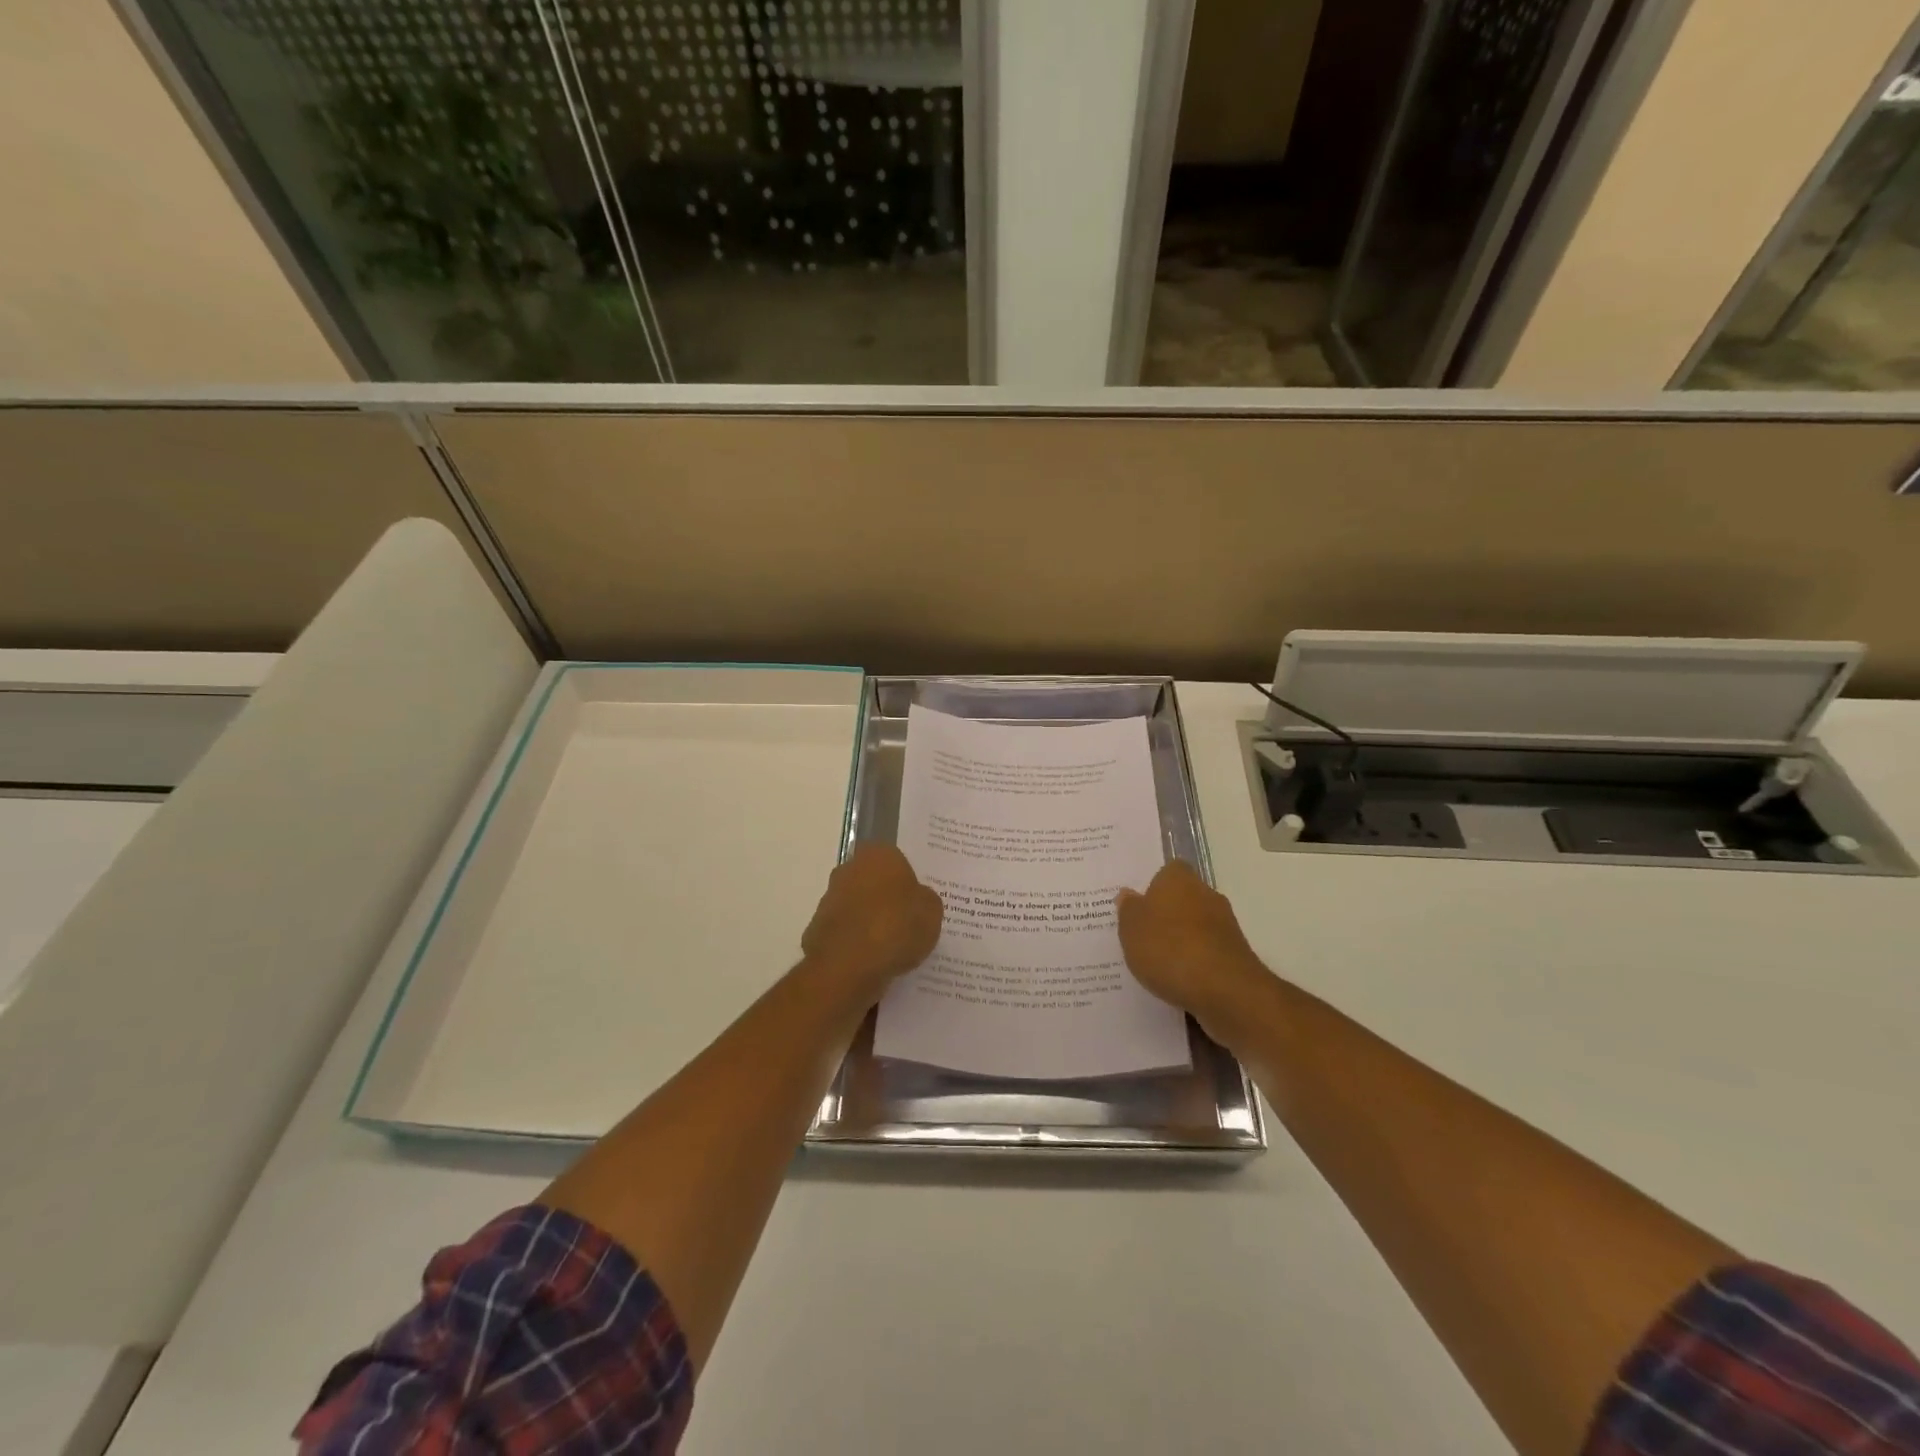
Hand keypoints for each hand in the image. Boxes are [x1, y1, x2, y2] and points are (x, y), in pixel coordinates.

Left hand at [802, 844, 942, 997]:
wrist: (848, 965)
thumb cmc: (896, 927)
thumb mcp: (932, 912)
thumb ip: (925, 900)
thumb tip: (916, 899)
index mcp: (878, 855)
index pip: (896, 860)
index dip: (907, 881)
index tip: (917, 902)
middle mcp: (849, 869)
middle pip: (873, 882)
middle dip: (886, 899)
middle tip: (907, 923)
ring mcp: (829, 899)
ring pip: (857, 907)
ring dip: (869, 921)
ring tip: (892, 949)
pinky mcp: (817, 929)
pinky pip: (845, 932)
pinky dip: (855, 943)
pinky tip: (871, 962)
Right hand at [1116, 861, 1272, 1043]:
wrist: (1224, 990)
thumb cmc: (1169, 949)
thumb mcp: (1131, 929)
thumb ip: (1128, 909)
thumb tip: (1129, 894)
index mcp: (1178, 879)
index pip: (1168, 871)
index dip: (1154, 886)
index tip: (1140, 906)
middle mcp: (1206, 894)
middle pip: (1183, 897)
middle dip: (1167, 914)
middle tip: (1143, 934)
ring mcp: (1225, 925)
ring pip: (1197, 925)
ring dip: (1182, 939)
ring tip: (1158, 962)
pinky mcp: (1236, 954)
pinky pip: (1208, 951)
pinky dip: (1196, 961)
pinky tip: (1180, 979)